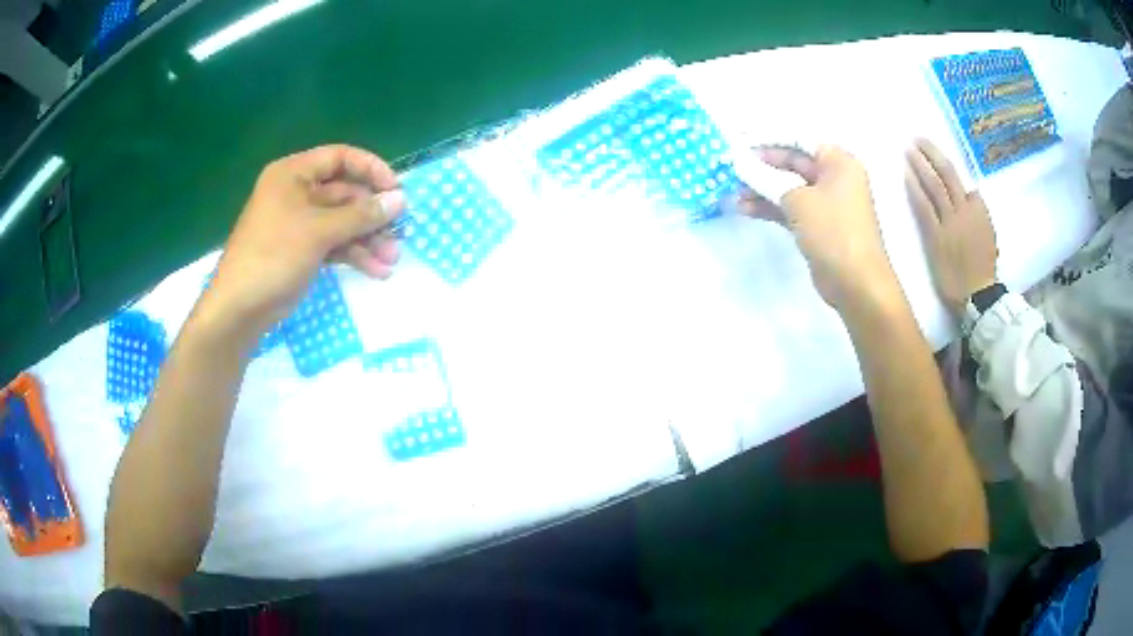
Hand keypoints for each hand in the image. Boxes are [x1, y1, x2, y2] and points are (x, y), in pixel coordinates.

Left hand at [204, 145, 405, 336]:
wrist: (240, 309)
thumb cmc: (274, 256)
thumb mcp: (319, 232)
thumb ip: (361, 215)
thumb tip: (400, 200)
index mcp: (293, 174)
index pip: (340, 158)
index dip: (371, 170)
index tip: (396, 190)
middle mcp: (297, 193)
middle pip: (344, 194)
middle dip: (372, 216)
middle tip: (399, 233)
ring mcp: (299, 223)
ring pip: (342, 222)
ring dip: (367, 240)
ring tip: (391, 260)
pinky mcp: (302, 250)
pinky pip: (334, 244)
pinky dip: (353, 255)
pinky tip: (376, 271)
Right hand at [737, 145, 899, 310]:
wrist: (857, 284)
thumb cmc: (834, 231)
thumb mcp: (797, 200)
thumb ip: (766, 178)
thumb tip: (739, 162)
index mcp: (838, 162)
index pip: (799, 138)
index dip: (769, 137)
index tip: (740, 140)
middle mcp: (834, 177)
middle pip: (793, 162)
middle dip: (762, 164)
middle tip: (732, 165)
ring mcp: (827, 203)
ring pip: (789, 186)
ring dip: (762, 188)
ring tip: (732, 190)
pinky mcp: (818, 225)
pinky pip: (791, 208)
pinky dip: (770, 207)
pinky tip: (744, 208)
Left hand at [904, 138, 997, 315]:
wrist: (978, 296)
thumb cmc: (983, 269)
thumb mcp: (988, 236)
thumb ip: (977, 214)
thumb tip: (968, 195)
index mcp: (979, 210)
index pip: (961, 180)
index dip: (944, 163)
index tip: (932, 151)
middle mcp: (965, 210)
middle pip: (947, 174)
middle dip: (931, 153)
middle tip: (917, 138)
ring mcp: (951, 222)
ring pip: (935, 185)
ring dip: (921, 164)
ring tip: (909, 150)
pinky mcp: (937, 237)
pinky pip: (925, 207)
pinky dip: (915, 189)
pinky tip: (906, 175)